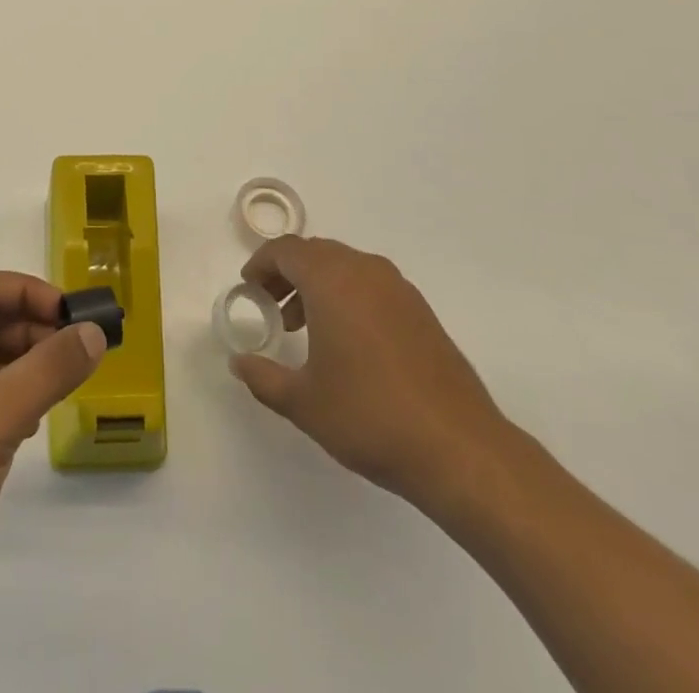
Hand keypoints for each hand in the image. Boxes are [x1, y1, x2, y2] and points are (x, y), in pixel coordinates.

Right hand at [231, 235, 517, 524]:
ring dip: (318, 285)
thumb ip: (263, 377)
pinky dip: (347, 296)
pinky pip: (371, 285)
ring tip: (303, 328)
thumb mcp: (303, 402)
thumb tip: (239, 363)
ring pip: (345, 266)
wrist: (459, 449)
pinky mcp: (421, 311)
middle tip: (270, 307)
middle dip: (287, 273)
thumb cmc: (370, 416)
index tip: (248, 289)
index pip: (286, 250)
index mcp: (332, 280)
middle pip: (315, 253)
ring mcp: (398, 289)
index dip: (261, 265)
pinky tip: (346, 342)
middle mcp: (365, 271)